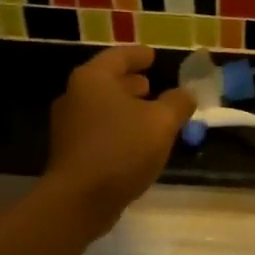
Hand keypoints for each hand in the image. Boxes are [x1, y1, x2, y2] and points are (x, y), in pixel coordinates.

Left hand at [44, 46, 195, 235]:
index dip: (140, 55)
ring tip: (150, 114)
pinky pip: (98, 128)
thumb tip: (186, 94)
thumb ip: (177, 103)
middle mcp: (75, 95)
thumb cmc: (122, 150)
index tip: (154, 56)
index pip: (119, 56)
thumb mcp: (162, 123)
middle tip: (153, 84)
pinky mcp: (69, 150)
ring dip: (126, 107)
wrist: (80, 199)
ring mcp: (68, 124)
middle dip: (132, 82)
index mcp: (94, 79)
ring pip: (102, 106)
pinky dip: (117, 127)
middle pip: (107, 80)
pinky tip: (136, 141)